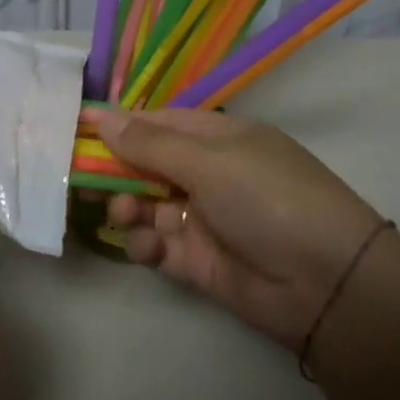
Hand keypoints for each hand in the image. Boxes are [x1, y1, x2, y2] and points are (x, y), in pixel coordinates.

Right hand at [83, 107, 383, 349]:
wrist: (326, 284)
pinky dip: (144, 243)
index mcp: (217, 139)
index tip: (73, 126)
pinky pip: (156, 244)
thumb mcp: (210, 162)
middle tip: (81, 181)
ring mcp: (201, 218)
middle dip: (114, 171)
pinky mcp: (197, 260)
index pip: (156, 123)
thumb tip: (101, 115)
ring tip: (127, 215)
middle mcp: (207, 174)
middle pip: (144, 164)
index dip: (117, 124)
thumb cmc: (268, 199)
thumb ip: (151, 143)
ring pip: (145, 205)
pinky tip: (148, 246)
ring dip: (127, 207)